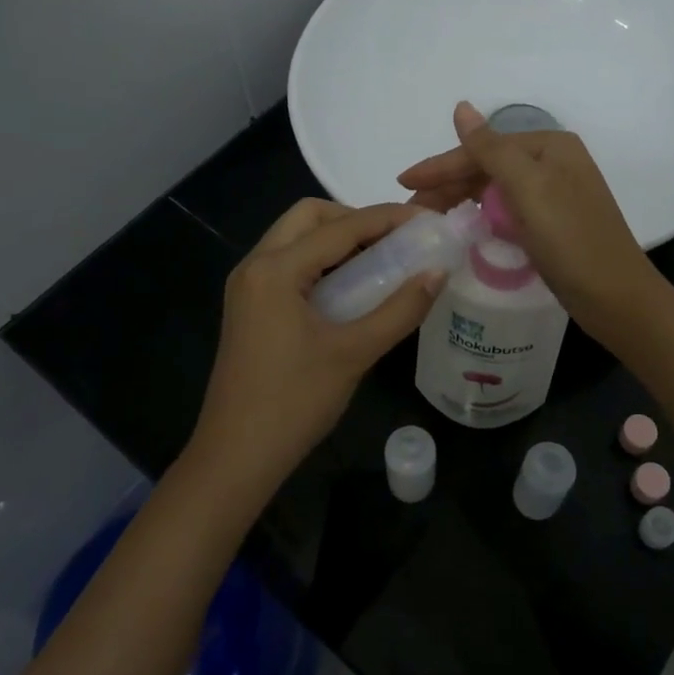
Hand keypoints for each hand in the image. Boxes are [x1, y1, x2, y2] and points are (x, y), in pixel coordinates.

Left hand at [186, 199, 442, 500]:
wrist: (236, 457)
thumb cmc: (294, 403)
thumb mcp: (354, 353)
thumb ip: (400, 309)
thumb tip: (438, 273)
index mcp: (275, 270)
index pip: (340, 227)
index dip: (387, 219)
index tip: (427, 221)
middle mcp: (255, 265)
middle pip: (309, 217)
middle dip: (355, 219)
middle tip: (395, 241)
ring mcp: (247, 287)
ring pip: (295, 239)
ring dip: (337, 239)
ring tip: (381, 261)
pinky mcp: (249, 307)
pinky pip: (288, 264)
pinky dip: (321, 262)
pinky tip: (351, 288)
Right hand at [397, 102, 660, 335]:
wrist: (615, 297)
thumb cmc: (571, 239)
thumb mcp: (528, 188)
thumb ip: (491, 148)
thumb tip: (461, 107)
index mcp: (549, 146)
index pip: (483, 148)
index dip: (441, 165)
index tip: (403, 182)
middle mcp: (553, 163)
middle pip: (488, 166)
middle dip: (447, 183)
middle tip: (410, 208)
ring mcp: (554, 195)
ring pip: (494, 189)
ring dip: (460, 199)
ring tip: (427, 217)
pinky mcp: (551, 224)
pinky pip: (506, 210)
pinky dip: (481, 215)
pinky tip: (463, 226)